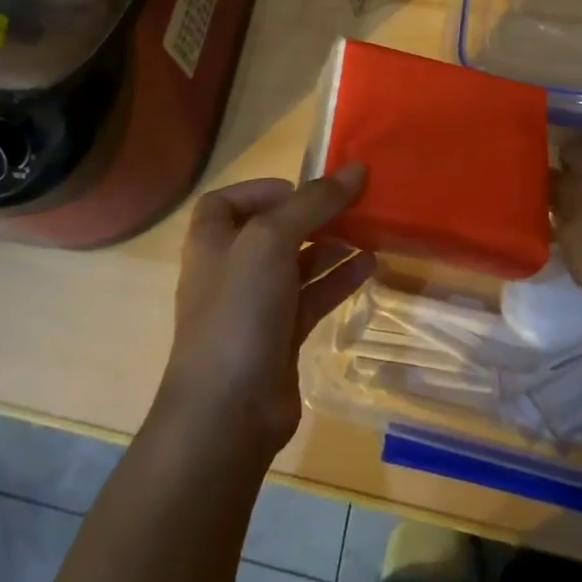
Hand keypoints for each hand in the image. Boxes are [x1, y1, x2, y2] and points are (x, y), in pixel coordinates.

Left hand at [157, 167, 376, 459]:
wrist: (227, 412)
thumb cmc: (239, 309)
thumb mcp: (271, 240)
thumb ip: (313, 202)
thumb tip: (356, 169)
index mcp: (212, 238)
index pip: (232, 199)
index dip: (264, 190)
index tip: (302, 190)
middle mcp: (230, 267)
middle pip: (272, 228)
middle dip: (311, 215)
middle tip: (351, 205)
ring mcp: (255, 304)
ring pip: (297, 262)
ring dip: (330, 245)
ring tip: (368, 230)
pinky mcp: (280, 335)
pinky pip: (312, 296)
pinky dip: (338, 279)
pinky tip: (370, 266)